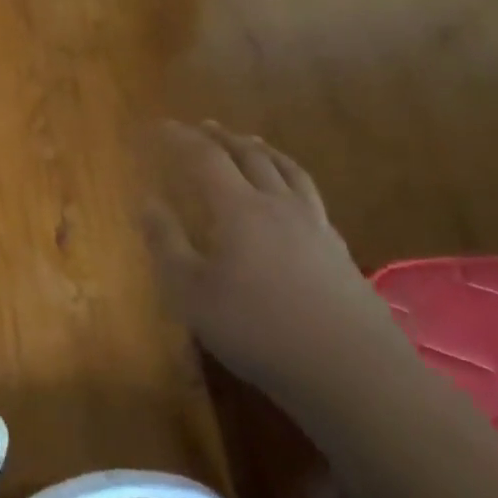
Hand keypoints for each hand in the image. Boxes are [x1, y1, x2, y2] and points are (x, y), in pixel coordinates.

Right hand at [142, 121, 407, 404]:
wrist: (349, 370)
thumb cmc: (256, 329)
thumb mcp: (191, 292)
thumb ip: (166, 243)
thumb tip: (147, 202)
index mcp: (240, 209)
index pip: (206, 158)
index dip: (181, 138)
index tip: (160, 126)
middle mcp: (279, 205)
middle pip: (250, 156)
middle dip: (223, 137)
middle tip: (203, 126)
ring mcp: (315, 225)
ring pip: (288, 171)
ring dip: (262, 150)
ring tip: (250, 142)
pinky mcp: (338, 249)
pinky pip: (309, 194)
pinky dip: (290, 178)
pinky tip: (289, 193)